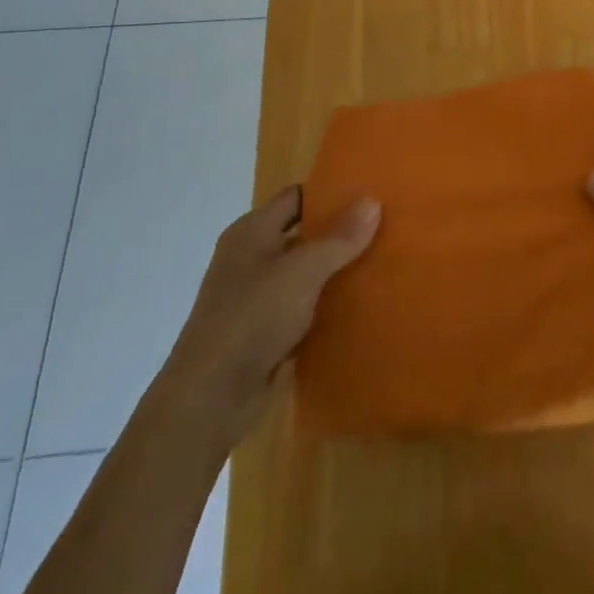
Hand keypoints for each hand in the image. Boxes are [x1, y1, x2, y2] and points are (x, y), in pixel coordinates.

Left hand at [163, 185, 378, 445]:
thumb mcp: (302, 271)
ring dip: (336, 272)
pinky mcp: (265, 334)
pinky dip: (327, 307)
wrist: (209, 400)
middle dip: (339, 234)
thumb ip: (339, 238)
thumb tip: (373, 200)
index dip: (329, 193)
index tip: (368, 193)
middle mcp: (252, 259)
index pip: (296, 197)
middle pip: (303, 235)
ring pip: (306, 275)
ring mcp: (257, 299)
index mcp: (252, 232)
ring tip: (382, 264)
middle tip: (384, 228)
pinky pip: (304, 310)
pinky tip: (361, 306)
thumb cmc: (252, 318)